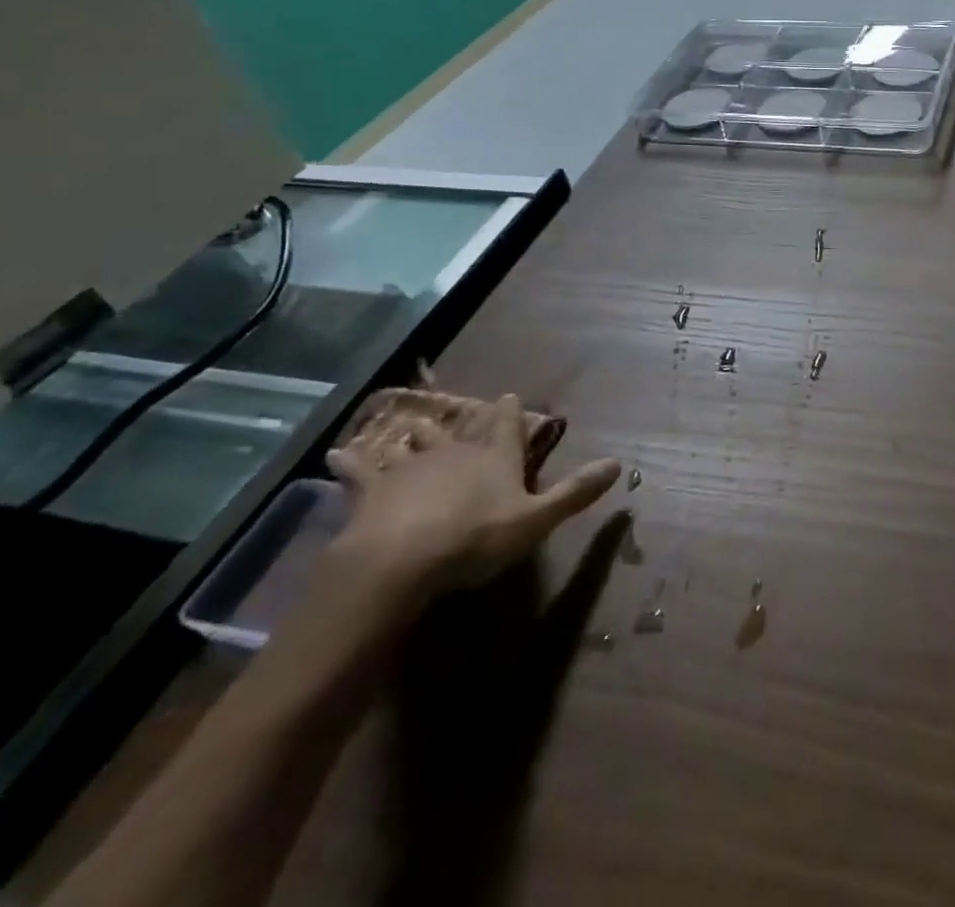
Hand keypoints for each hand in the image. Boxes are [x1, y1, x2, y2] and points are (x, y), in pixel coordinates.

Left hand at [325, 393, 619, 596]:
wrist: (400, 559)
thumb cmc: (476, 538)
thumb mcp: (536, 519)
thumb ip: (576, 491)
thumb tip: (619, 463)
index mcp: (495, 458)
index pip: (506, 425)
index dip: (509, 411)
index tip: (508, 394)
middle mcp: (455, 452)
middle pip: (458, 431)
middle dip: (459, 422)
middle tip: (457, 412)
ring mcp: (411, 468)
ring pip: (414, 444)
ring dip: (413, 438)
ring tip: (407, 429)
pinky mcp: (373, 490)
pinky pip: (360, 471)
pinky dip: (349, 462)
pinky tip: (334, 455)